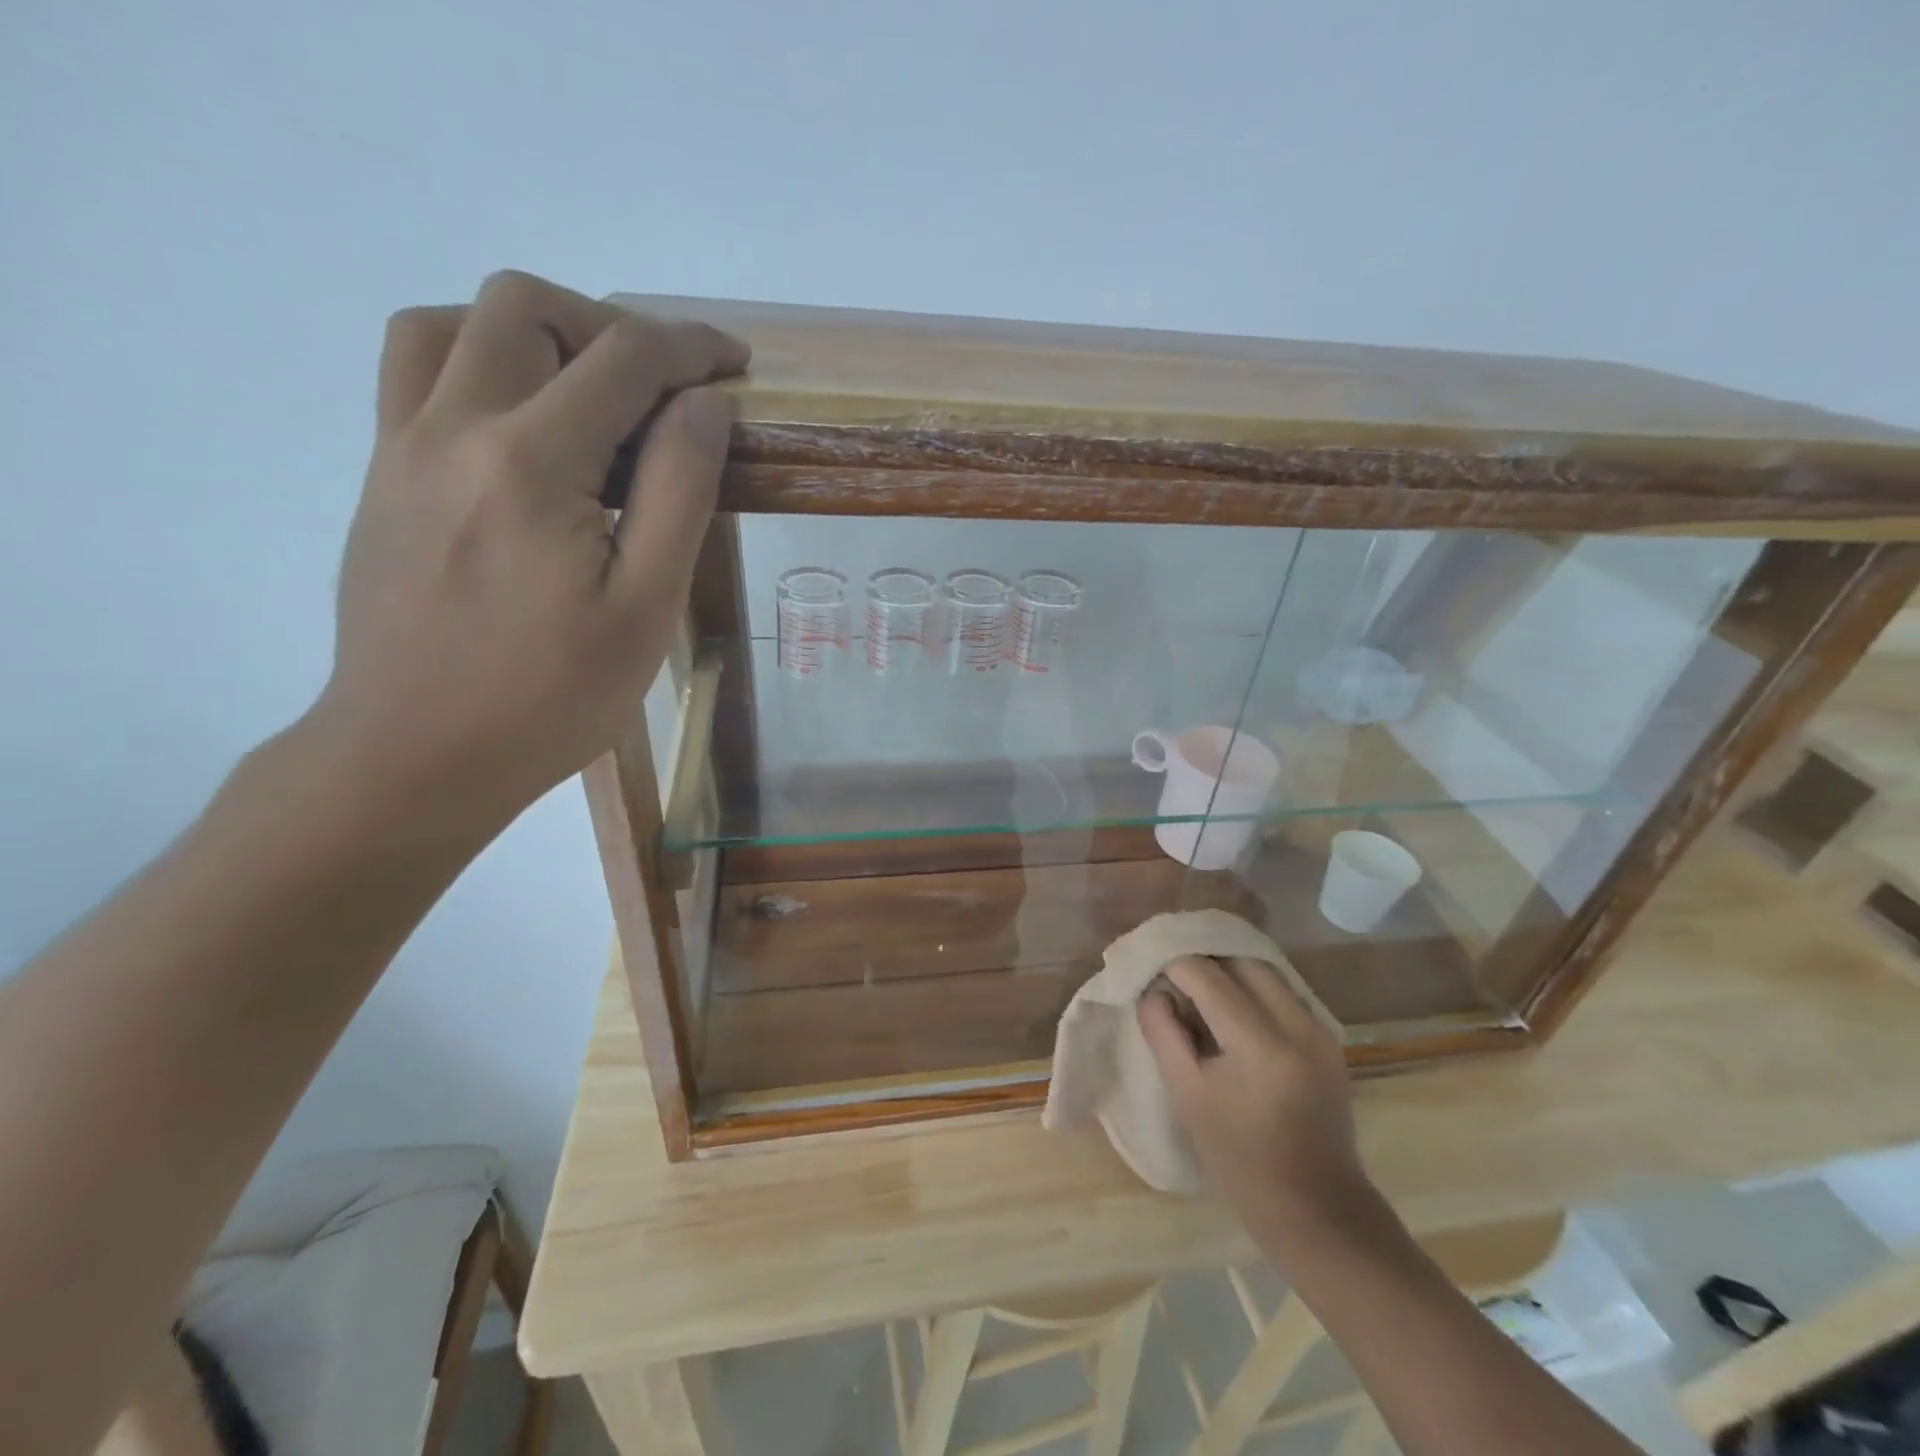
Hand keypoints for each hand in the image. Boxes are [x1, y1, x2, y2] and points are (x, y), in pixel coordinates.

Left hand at [310, 270, 748, 824]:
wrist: (417, 754)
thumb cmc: (552, 696)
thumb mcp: (644, 606)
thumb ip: (679, 491)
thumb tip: (705, 405)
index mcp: (531, 461)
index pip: (624, 358)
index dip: (691, 348)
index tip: (736, 365)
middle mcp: (454, 427)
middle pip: (527, 306)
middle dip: (612, 328)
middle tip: (664, 390)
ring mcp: (403, 446)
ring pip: (454, 322)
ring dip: (536, 334)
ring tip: (589, 395)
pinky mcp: (382, 475)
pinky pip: (417, 371)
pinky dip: (479, 361)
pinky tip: (525, 427)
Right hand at [1139, 955, 1373, 1243]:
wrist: (1317, 1211)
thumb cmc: (1241, 1163)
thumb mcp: (1188, 1098)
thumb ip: (1164, 1034)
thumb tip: (1152, 990)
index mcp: (1261, 1046)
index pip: (1208, 977)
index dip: (1173, 964)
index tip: (1148, 967)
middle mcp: (1298, 1026)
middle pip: (1242, 962)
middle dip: (1202, 959)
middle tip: (1170, 973)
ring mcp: (1319, 1030)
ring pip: (1266, 971)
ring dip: (1228, 969)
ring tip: (1196, 986)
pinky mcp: (1328, 1039)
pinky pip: (1283, 991)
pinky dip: (1252, 987)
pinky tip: (1229, 1006)